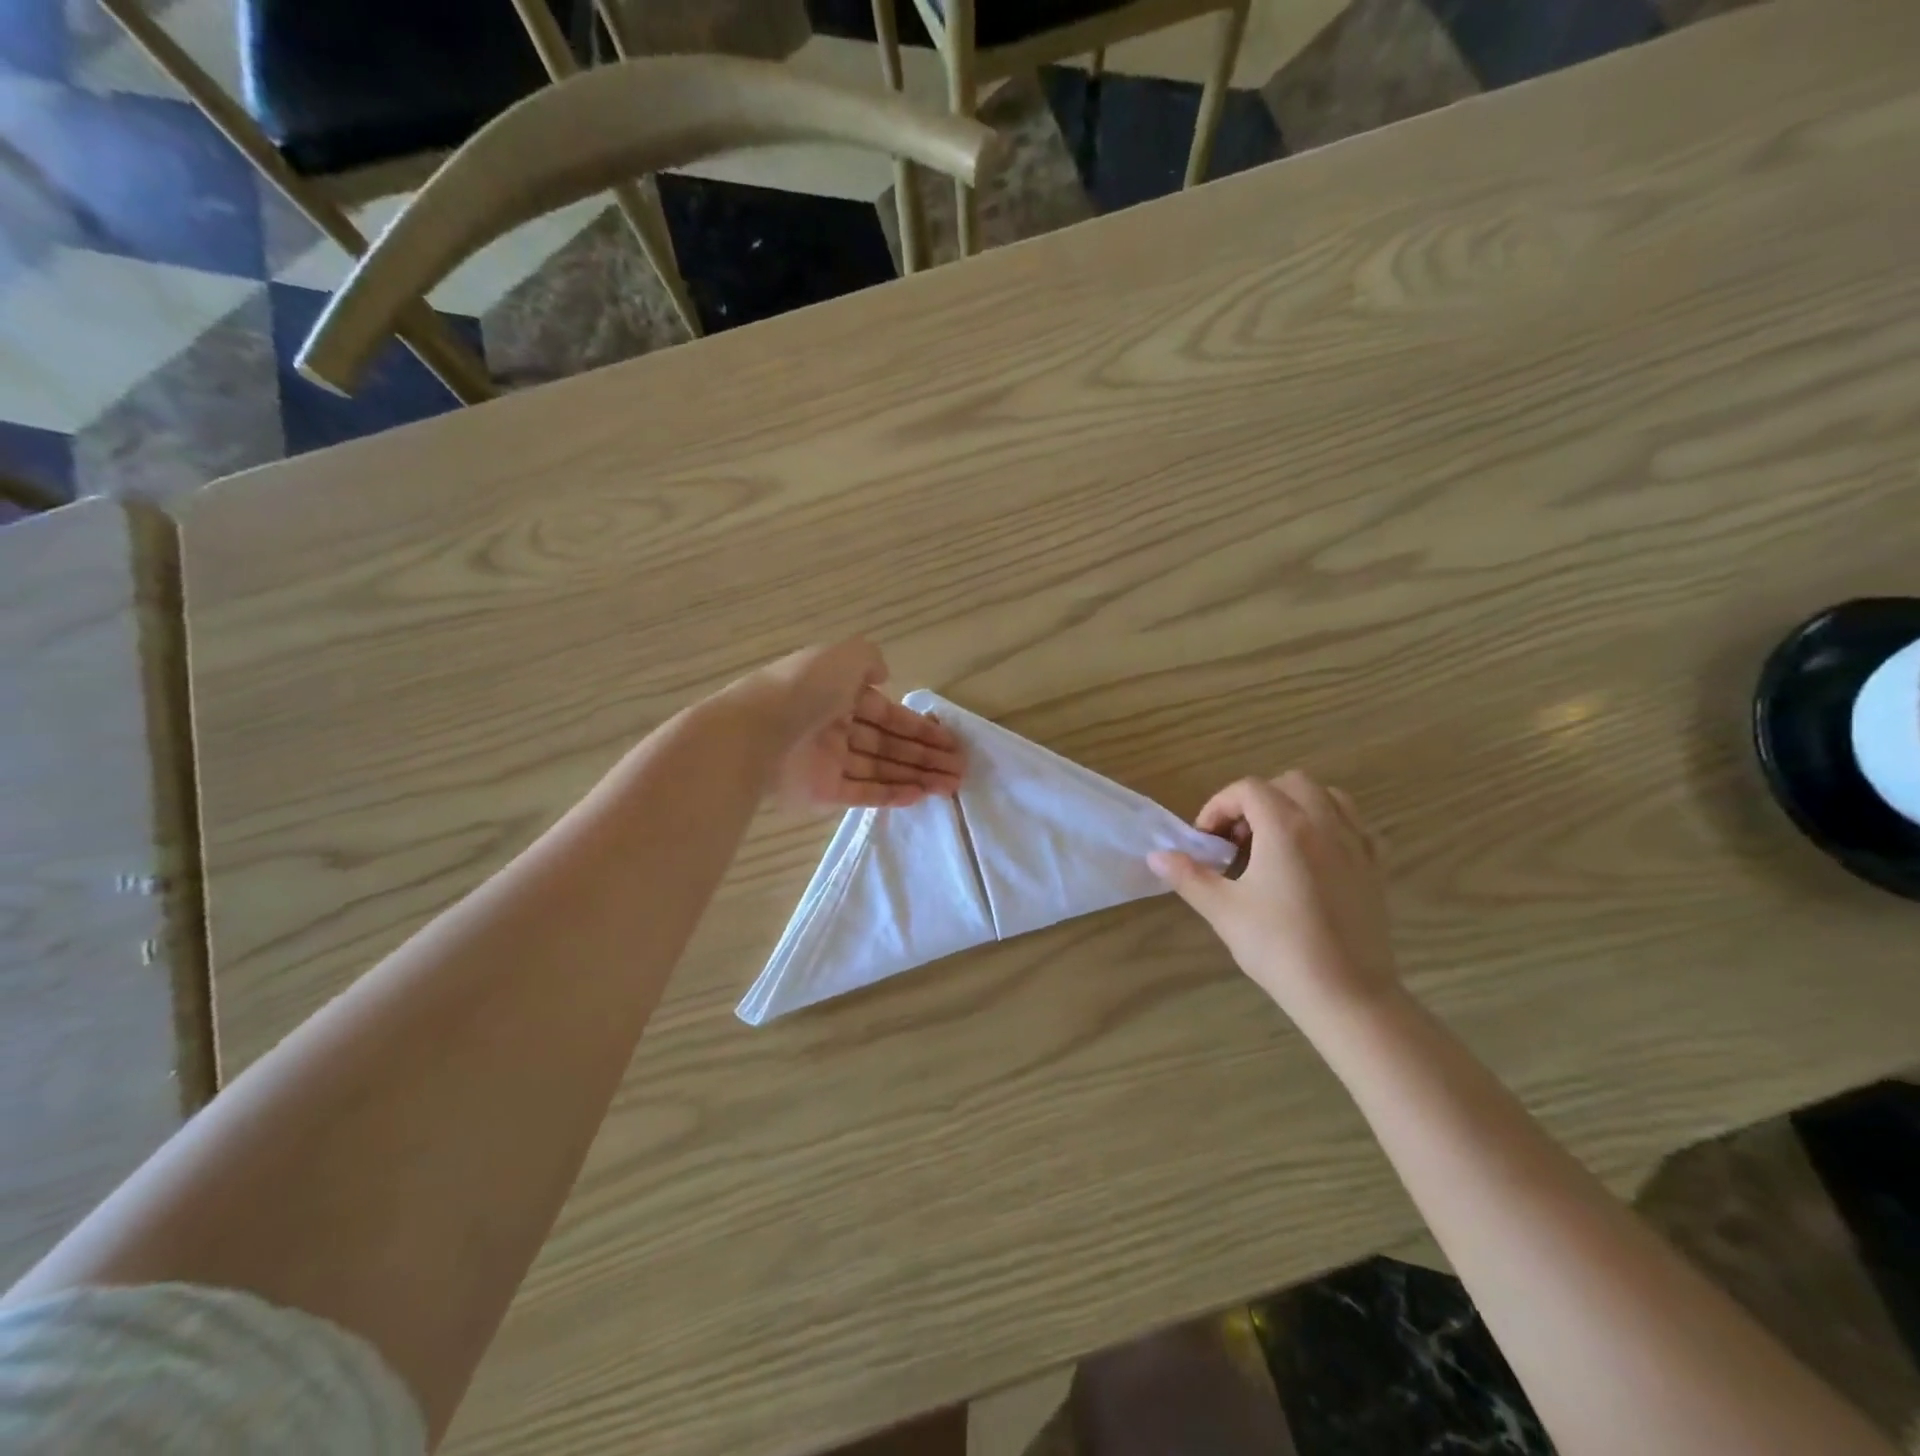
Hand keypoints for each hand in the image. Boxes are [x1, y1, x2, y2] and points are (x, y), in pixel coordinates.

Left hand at [739, 640, 964, 808]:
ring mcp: (830, 762)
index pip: (888, 714)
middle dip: (926, 756)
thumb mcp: (843, 656)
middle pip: (890, 745)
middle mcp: (837, 728)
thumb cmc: (806, 688)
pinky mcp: (823, 792)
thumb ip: (869, 660)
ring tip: (951, 785)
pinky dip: (891, 794)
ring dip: (917, 776)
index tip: (950, 742)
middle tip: (960, 769)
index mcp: (840, 696)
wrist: (758, 730)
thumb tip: (884, 675)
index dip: (920, 728)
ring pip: (882, 770)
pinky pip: (863, 793)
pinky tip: (920, 795)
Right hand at [1149, 772, 1398, 1022]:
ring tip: (1274, 842)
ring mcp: (1356, 843)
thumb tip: (1155, 856)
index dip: (1219, 806)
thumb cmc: (1278, 947)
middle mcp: (1324, 823)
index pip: (1247, 789)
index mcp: (1285, 827)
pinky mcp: (1376, 866)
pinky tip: (1312, 857)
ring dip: (1295, 805)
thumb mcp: (1223, 910)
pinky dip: (1329, 825)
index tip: (1206, 841)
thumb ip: (1188, 876)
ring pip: (1326, 796)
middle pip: (1288, 783)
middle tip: (1237, 840)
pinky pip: (1354, 824)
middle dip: (1256, 801)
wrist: (1346, 993)